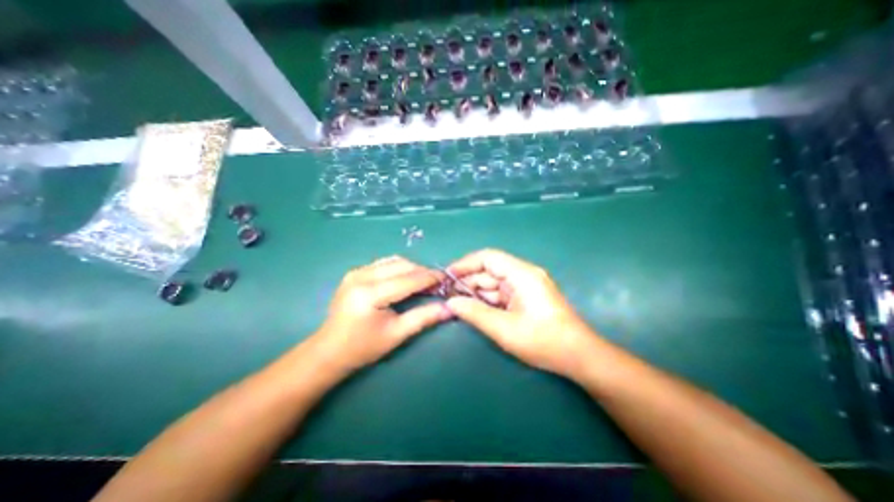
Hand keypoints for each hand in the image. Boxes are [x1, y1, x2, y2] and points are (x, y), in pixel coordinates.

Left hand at [314, 258, 453, 370]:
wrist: (329, 350)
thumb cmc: (363, 347)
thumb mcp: (396, 334)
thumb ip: (423, 318)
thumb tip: (449, 309)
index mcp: (370, 294)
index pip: (408, 280)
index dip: (430, 278)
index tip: (447, 279)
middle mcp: (362, 276)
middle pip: (402, 265)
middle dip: (422, 272)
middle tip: (436, 283)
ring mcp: (356, 272)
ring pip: (394, 261)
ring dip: (412, 268)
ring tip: (423, 281)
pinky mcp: (355, 272)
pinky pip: (384, 263)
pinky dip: (399, 268)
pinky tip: (405, 279)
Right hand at [448, 249, 600, 378]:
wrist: (579, 356)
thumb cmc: (544, 341)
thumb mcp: (504, 329)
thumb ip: (475, 313)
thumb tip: (451, 302)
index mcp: (522, 274)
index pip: (488, 257)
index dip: (465, 264)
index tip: (447, 275)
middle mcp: (524, 274)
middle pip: (490, 270)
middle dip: (468, 281)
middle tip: (448, 294)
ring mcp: (526, 286)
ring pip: (494, 282)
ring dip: (476, 291)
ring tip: (457, 302)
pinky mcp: (527, 297)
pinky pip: (501, 293)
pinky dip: (487, 299)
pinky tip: (475, 308)